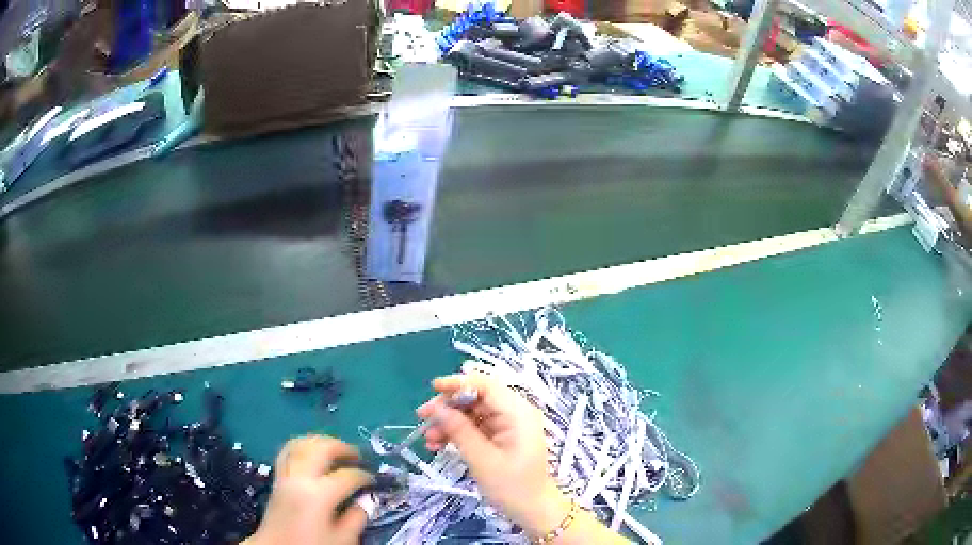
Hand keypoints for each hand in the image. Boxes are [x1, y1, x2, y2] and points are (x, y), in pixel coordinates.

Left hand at [244, 435, 372, 544]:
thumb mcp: (343, 539)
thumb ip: (357, 518)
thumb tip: (366, 500)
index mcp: (319, 494)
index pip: (347, 475)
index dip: (365, 476)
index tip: (374, 481)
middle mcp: (300, 477)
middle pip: (321, 448)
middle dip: (342, 447)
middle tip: (357, 455)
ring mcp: (285, 475)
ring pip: (301, 444)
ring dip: (321, 442)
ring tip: (335, 449)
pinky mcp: (276, 478)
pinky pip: (289, 451)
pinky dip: (303, 446)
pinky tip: (311, 454)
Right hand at [417, 373, 570, 536]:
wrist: (532, 510)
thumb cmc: (512, 486)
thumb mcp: (482, 459)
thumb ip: (460, 431)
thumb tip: (437, 408)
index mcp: (518, 413)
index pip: (486, 385)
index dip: (458, 383)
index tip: (433, 387)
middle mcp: (514, 413)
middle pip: (476, 398)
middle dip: (448, 407)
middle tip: (422, 418)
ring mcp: (508, 425)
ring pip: (472, 413)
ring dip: (449, 423)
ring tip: (428, 440)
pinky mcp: (501, 437)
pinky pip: (475, 427)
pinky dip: (457, 433)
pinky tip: (438, 445)